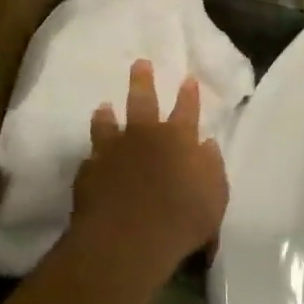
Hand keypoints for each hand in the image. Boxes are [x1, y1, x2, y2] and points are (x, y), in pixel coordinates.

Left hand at [71, 60, 227, 281]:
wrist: (126, 240)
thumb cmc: (182, 219)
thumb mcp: (215, 196)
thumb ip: (212, 167)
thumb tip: (206, 144)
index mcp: (179, 138)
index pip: (187, 109)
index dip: (188, 94)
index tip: (187, 78)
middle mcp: (145, 137)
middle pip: (143, 102)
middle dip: (143, 81)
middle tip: (139, 64)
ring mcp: (112, 153)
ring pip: (108, 125)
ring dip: (107, 115)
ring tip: (104, 106)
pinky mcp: (88, 174)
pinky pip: (90, 158)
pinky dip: (92, 155)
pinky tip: (91, 156)